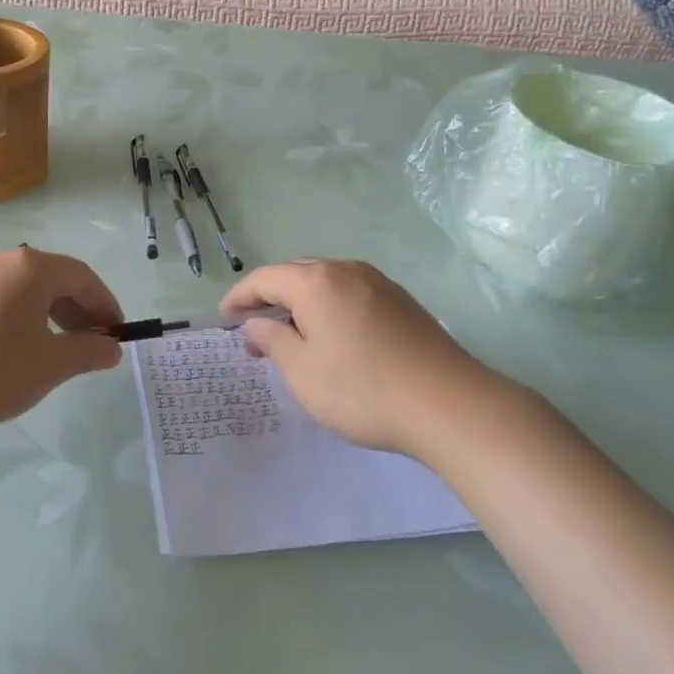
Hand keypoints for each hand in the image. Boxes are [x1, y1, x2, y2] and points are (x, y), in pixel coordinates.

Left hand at [0, 248, 123, 433]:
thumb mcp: (50, 365)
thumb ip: (87, 352)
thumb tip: (111, 348)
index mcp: (29, 268)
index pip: (81, 276)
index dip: (104, 303)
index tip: (116, 332)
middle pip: (50, 277)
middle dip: (76, 308)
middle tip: (88, 342)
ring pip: (19, 288)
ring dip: (45, 312)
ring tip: (51, 348)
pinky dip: (14, 316)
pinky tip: (8, 350)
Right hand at [220, 260, 501, 457]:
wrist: (449, 403)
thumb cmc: (362, 389)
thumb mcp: (303, 372)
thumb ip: (273, 342)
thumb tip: (256, 325)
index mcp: (315, 281)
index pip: (264, 279)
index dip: (239, 297)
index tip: (224, 319)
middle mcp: (346, 270)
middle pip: (295, 275)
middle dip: (271, 299)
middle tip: (255, 332)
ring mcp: (378, 283)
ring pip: (326, 283)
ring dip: (302, 304)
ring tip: (293, 337)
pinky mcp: (402, 301)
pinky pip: (351, 294)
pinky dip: (330, 308)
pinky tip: (334, 338)